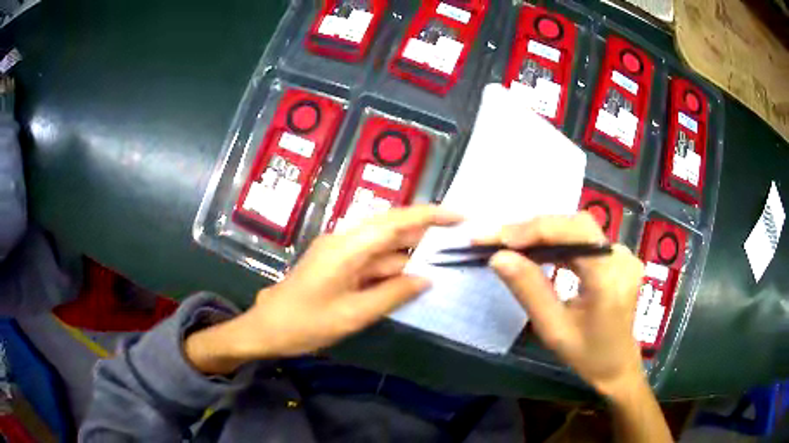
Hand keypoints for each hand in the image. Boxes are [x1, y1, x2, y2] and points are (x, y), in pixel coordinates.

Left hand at [184, 205, 461, 373]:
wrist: (267, 329)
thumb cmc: (306, 323)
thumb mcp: (354, 314)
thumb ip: (392, 294)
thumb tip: (426, 278)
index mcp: (347, 247)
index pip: (396, 222)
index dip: (429, 216)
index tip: (459, 216)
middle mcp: (345, 240)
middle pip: (392, 229)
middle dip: (425, 234)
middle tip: (458, 241)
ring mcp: (340, 251)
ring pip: (383, 247)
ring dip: (410, 254)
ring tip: (443, 261)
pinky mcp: (338, 264)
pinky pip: (372, 261)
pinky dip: (393, 268)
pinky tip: (411, 277)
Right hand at [483, 213, 645, 396]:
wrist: (617, 366)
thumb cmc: (587, 355)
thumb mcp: (553, 329)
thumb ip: (528, 290)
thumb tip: (498, 257)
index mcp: (610, 277)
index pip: (572, 233)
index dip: (532, 230)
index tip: (494, 236)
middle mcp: (621, 256)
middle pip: (575, 225)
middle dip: (534, 229)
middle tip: (498, 239)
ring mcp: (622, 254)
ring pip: (578, 229)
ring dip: (543, 234)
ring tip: (511, 244)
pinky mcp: (617, 257)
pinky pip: (583, 239)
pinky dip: (557, 242)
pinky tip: (538, 250)